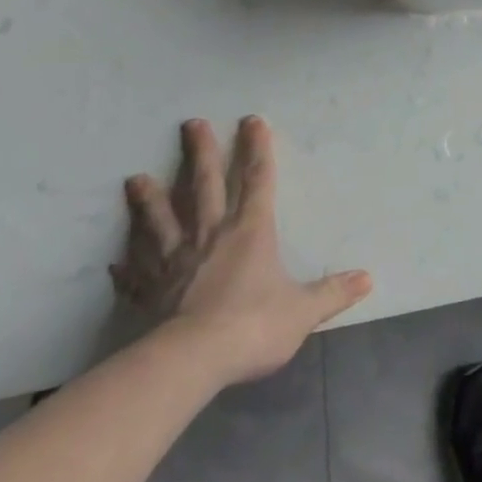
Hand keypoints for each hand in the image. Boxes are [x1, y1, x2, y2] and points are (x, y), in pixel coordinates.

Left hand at [112, 116, 371, 386]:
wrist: (191, 362)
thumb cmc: (253, 325)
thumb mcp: (303, 310)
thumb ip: (332, 292)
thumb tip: (367, 278)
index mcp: (250, 231)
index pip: (257, 180)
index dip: (257, 149)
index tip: (251, 120)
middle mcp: (211, 236)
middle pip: (204, 186)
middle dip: (200, 154)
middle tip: (190, 124)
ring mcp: (175, 263)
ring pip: (160, 222)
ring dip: (149, 200)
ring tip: (135, 179)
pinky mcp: (150, 293)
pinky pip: (135, 276)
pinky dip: (126, 267)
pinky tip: (115, 261)